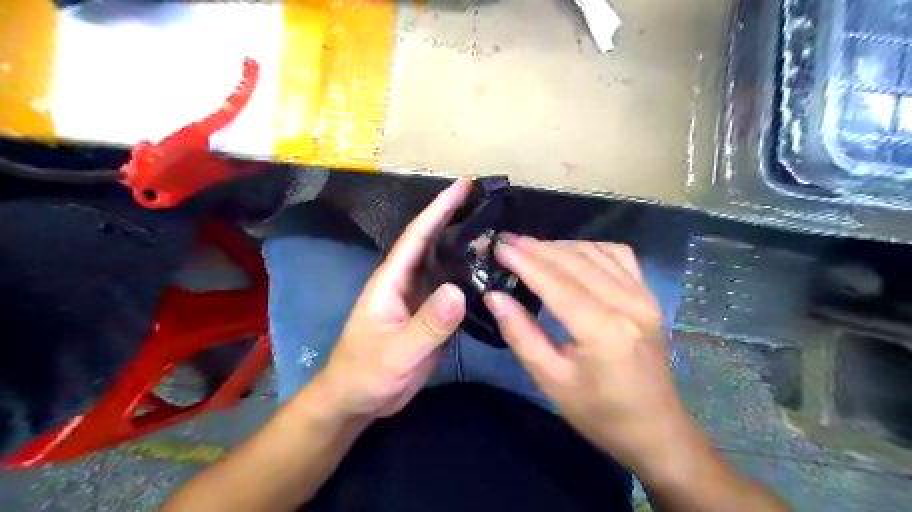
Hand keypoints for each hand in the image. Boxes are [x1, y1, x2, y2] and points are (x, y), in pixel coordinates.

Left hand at [312, 183, 468, 422]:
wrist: (359, 398)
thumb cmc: (366, 372)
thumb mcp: (396, 352)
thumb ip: (427, 325)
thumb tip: (457, 290)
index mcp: (392, 279)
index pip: (418, 235)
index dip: (440, 208)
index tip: (465, 185)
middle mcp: (408, 280)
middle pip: (435, 242)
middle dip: (459, 219)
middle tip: (491, 202)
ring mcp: (421, 297)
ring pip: (447, 264)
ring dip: (469, 247)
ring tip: (499, 233)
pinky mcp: (431, 314)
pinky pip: (454, 288)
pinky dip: (471, 277)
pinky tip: (491, 274)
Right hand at [485, 238, 690, 478]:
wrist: (655, 429)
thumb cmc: (599, 413)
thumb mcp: (551, 381)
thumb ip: (521, 334)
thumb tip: (495, 296)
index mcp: (604, 331)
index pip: (557, 282)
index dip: (525, 261)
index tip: (498, 245)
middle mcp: (628, 304)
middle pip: (575, 261)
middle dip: (537, 247)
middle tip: (506, 242)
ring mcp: (644, 296)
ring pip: (595, 252)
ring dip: (560, 246)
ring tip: (530, 249)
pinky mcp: (649, 296)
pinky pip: (618, 256)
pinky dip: (589, 248)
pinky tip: (571, 254)